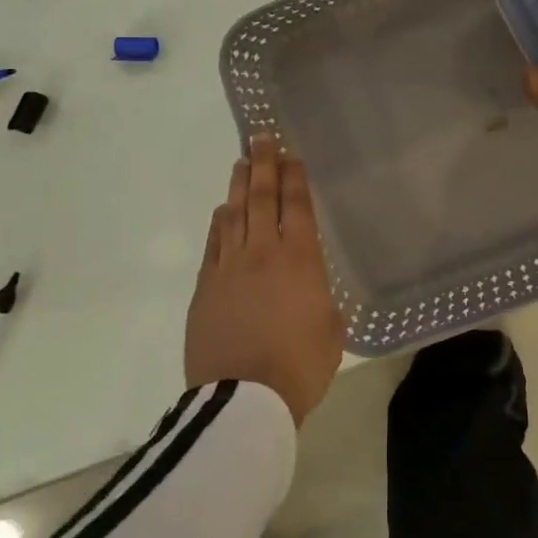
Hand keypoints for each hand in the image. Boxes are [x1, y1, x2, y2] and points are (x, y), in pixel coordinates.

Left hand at [185, 134, 344, 426]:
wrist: (243, 400)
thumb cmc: (299, 366)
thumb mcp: (332, 332)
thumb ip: (322, 302)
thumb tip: (310, 293)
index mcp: (300, 260)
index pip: (296, 206)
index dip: (294, 177)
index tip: (291, 154)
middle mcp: (262, 252)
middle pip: (261, 198)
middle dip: (263, 165)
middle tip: (261, 137)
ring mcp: (229, 268)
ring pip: (233, 214)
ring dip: (238, 185)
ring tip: (241, 163)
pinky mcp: (205, 288)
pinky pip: (213, 244)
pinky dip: (219, 222)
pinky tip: (221, 212)